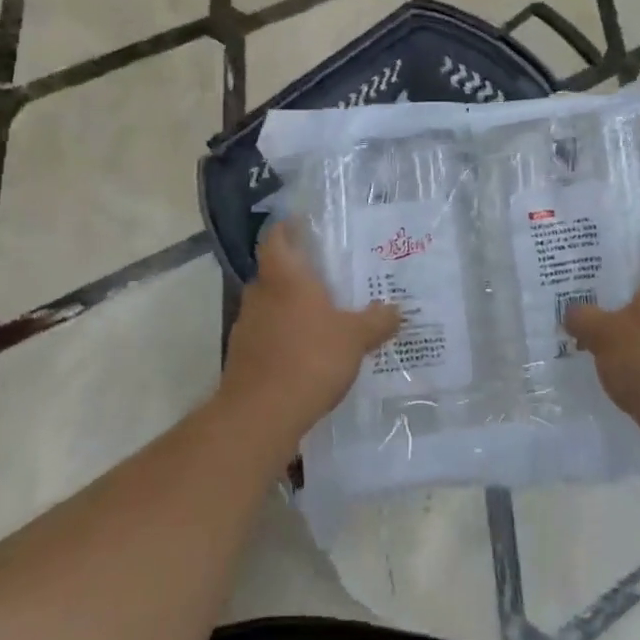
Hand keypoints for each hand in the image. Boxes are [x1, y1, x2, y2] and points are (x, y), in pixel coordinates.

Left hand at [220, 221, 400, 450]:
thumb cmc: (310, 358)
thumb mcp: (355, 338)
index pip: (276, 239)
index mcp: (285, 278)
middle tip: (325, 276)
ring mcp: (246, 327)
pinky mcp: (242, 357)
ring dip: (288, 308)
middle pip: (273, 273)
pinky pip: (266, 336)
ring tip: (319, 316)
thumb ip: (376, 321)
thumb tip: (397, 310)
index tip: (301, 225)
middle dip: (296, 273)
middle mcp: (260, 295)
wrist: (261, 414)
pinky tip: (304, 352)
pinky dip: (283, 337)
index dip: (286, 228)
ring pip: (269, 306)